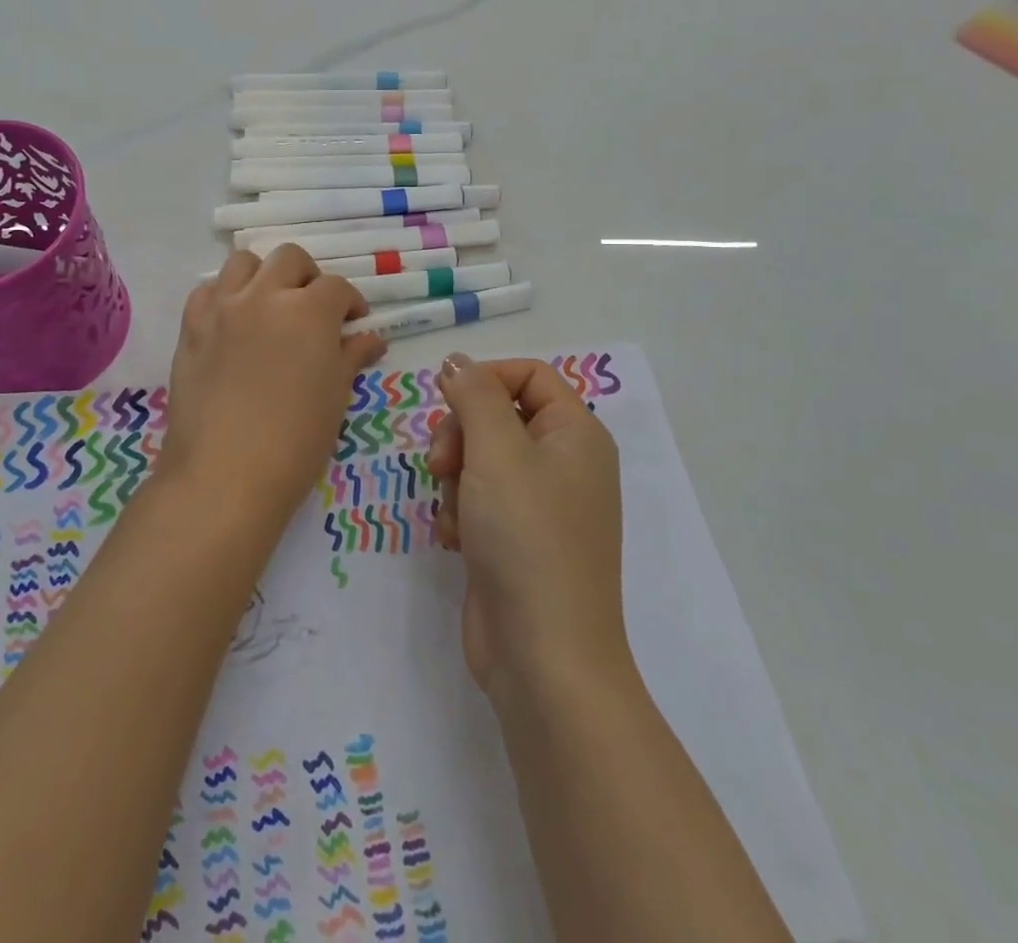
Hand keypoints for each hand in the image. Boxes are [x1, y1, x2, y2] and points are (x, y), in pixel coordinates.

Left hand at [160, 246, 386, 531]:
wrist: (225, 474)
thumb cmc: (295, 440)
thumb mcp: (335, 396)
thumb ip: (352, 357)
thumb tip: (371, 339)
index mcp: (309, 311)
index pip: (336, 287)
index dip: (350, 303)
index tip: (354, 324)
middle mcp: (265, 296)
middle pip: (290, 259)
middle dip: (308, 277)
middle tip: (313, 310)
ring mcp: (223, 308)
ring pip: (243, 262)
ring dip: (263, 276)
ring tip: (270, 306)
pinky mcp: (191, 327)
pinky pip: (207, 291)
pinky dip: (224, 296)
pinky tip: (232, 322)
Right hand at [425, 355, 631, 694]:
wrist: (542, 655)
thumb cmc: (526, 537)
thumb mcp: (497, 451)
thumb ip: (474, 395)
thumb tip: (457, 361)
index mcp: (576, 434)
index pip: (528, 375)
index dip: (484, 379)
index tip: (445, 399)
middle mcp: (564, 463)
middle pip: (498, 416)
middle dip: (460, 434)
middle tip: (441, 463)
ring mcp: (541, 505)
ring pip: (481, 459)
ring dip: (455, 478)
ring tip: (453, 513)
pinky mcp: (516, 539)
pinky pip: (479, 501)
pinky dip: (460, 513)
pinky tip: (453, 540)